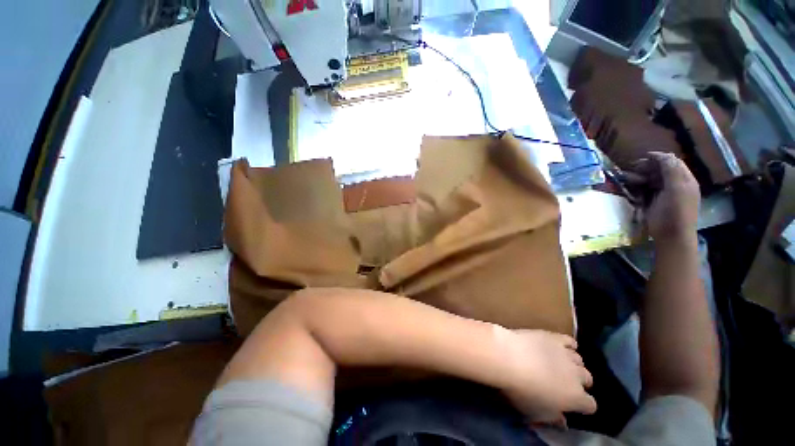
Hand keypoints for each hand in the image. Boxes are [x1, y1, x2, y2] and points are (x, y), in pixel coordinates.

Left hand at [497, 329, 595, 423]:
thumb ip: (552, 418)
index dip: (583, 406)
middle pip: (587, 379)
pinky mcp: (554, 337)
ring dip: (573, 364)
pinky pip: (570, 341)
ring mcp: (566, 354)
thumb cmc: (521, 390)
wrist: (508, 357)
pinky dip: (569, 345)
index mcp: (576, 398)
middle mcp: (577, 375)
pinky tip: (561, 347)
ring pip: (579, 361)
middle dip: (579, 383)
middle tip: (564, 384)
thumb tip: (562, 422)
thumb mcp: (535, 413)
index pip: (590, 405)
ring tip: (560, 365)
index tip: (573, 406)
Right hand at [629, 152, 699, 242]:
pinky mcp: (655, 202)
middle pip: (661, 169)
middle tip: (632, 169)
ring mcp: (665, 194)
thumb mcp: (676, 188)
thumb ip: (671, 170)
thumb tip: (663, 154)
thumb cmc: (675, 212)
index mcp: (685, 179)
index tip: (642, 158)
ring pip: (652, 179)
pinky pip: (646, 189)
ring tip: (628, 178)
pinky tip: (631, 187)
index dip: (658, 158)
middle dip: (647, 167)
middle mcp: (676, 184)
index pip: (672, 162)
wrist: (671, 236)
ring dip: (640, 176)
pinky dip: (638, 186)